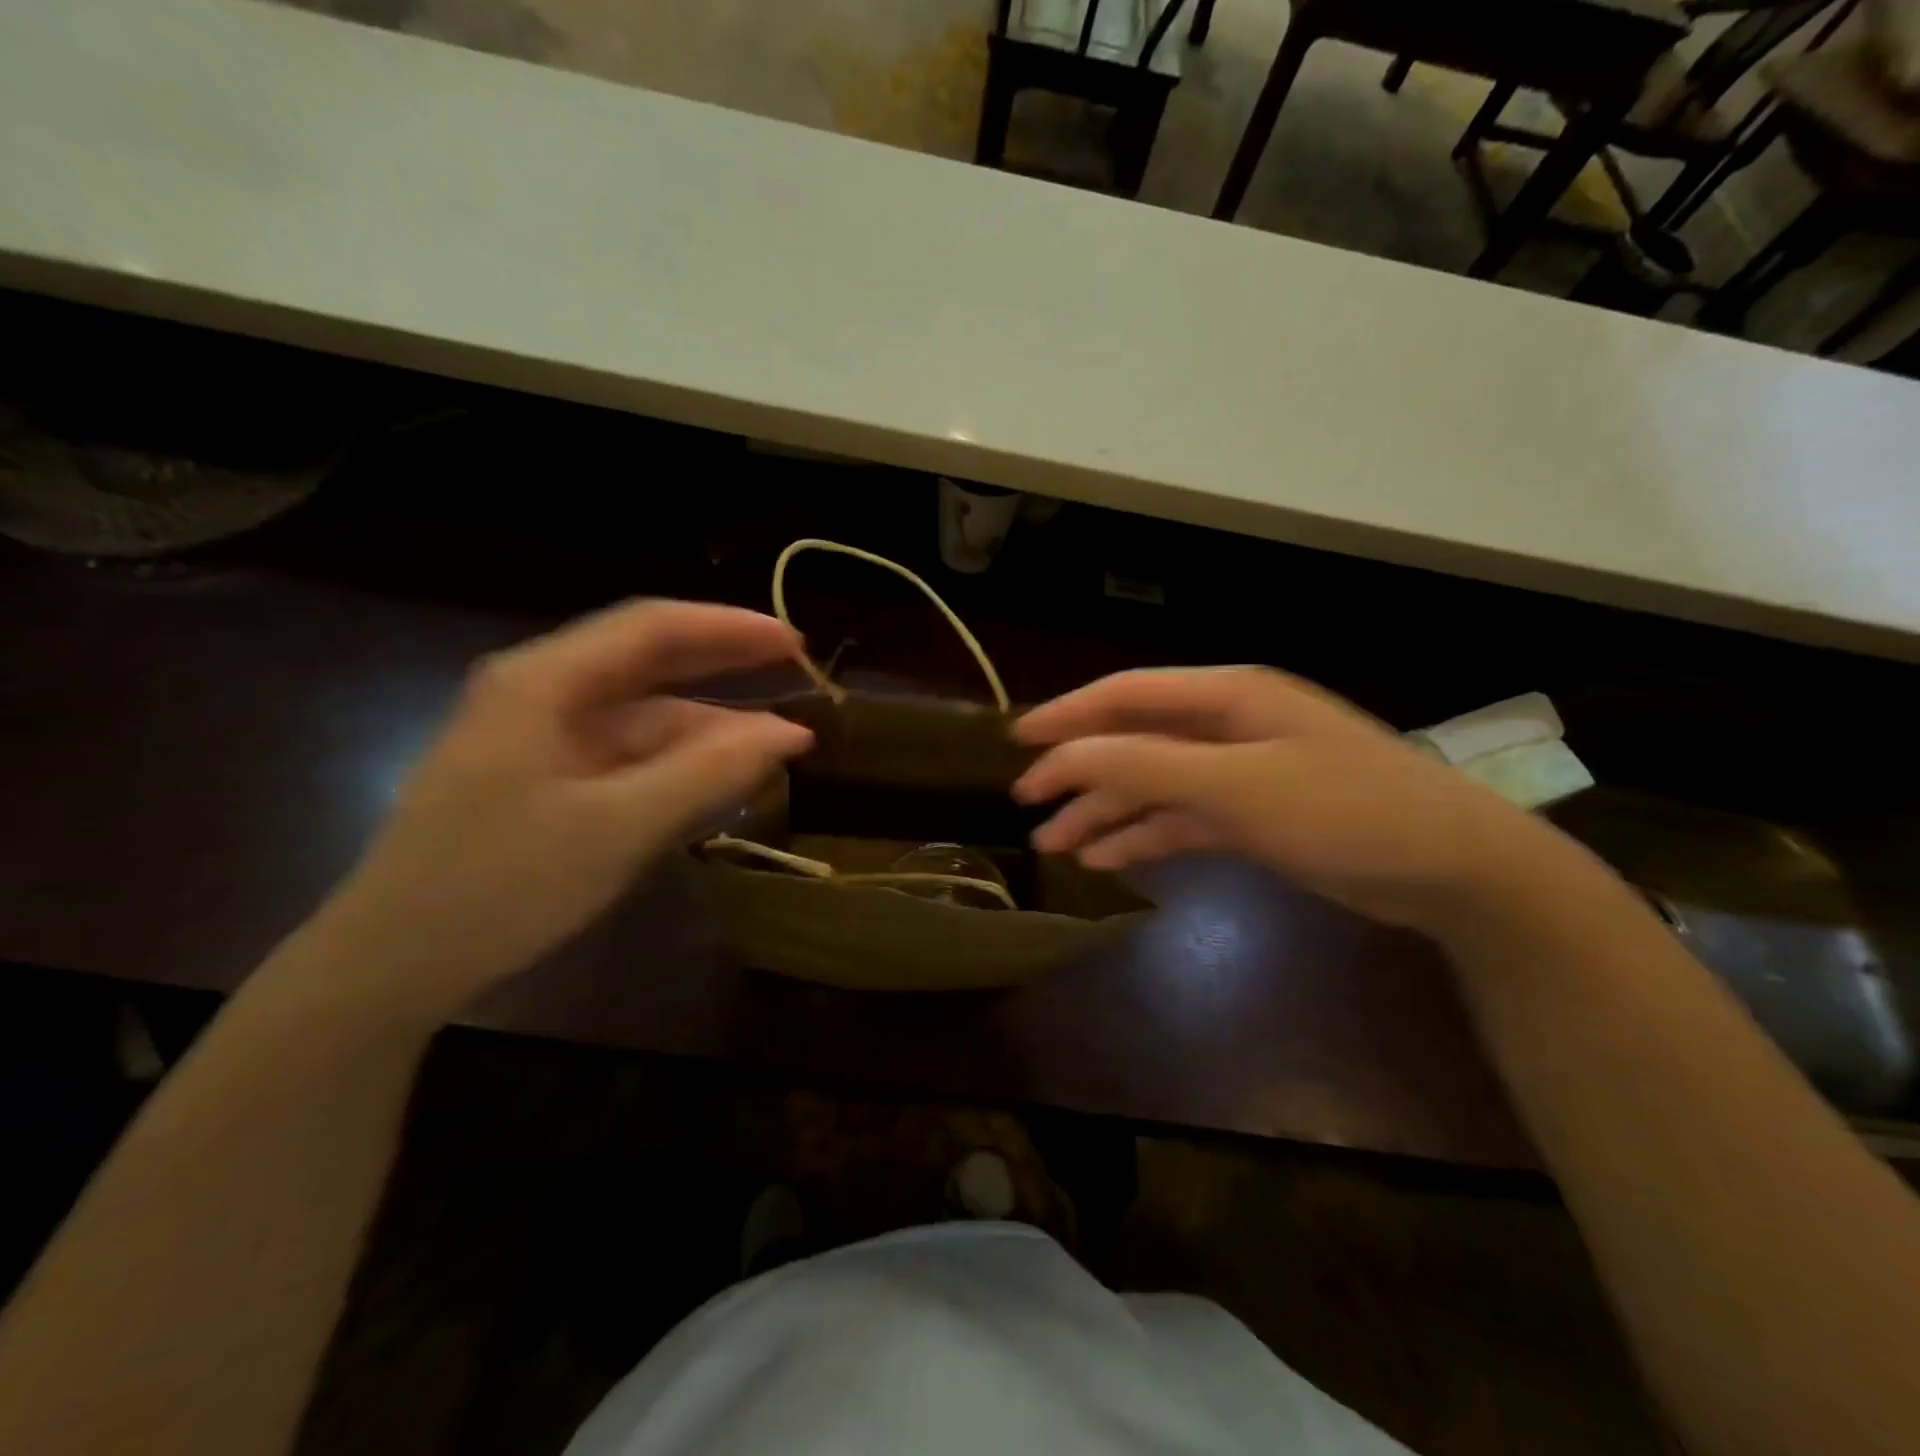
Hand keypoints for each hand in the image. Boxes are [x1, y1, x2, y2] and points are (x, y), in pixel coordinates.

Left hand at [302, 600, 812, 1019]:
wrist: (391, 965)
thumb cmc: (501, 885)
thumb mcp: (619, 827)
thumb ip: (709, 773)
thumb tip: (790, 733)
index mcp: (544, 682)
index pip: (652, 627)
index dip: (729, 628)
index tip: (794, 642)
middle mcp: (541, 693)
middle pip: (648, 660)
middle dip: (724, 664)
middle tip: (796, 671)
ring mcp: (541, 736)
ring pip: (643, 714)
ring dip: (708, 725)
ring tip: (777, 743)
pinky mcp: (546, 777)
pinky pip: (628, 754)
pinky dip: (678, 761)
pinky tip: (720, 777)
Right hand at [1012, 667, 1567, 933]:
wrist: (1453, 869)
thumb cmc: (1345, 810)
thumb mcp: (1238, 785)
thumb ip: (1147, 764)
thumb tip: (1065, 755)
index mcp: (1225, 697)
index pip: (1126, 695)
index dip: (1067, 715)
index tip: (1017, 741)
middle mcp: (1226, 727)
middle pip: (1133, 741)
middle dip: (1079, 771)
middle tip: (1027, 802)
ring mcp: (1240, 773)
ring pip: (1152, 786)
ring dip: (1103, 811)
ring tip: (1053, 844)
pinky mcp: (1252, 816)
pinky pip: (1180, 820)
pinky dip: (1143, 836)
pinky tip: (1106, 859)